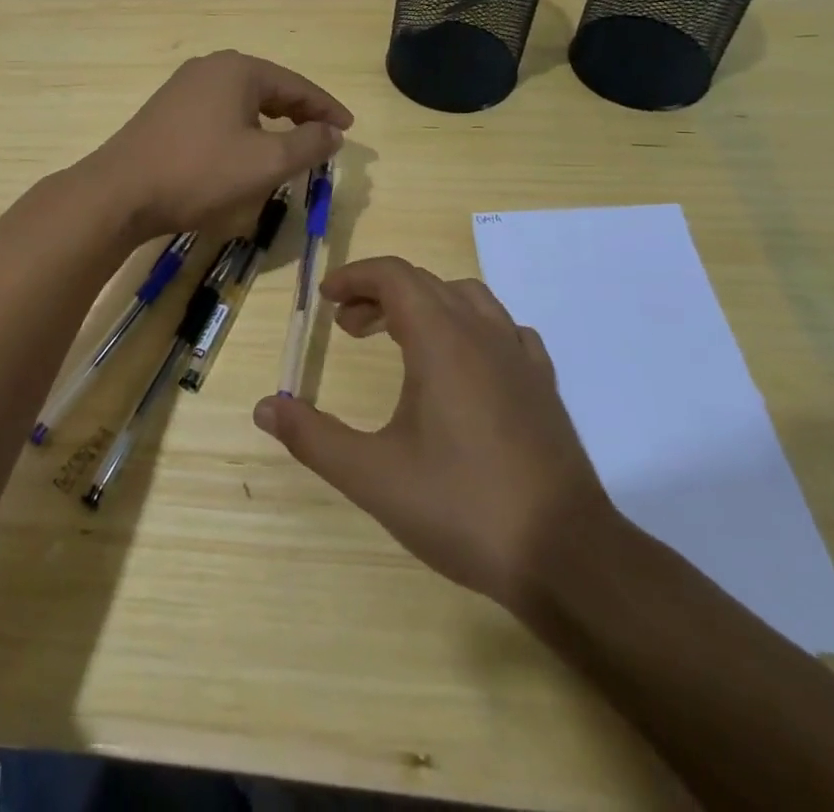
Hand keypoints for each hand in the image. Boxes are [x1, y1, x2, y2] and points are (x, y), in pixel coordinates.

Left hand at [87, 51, 351, 237]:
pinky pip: (219, 112)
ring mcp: (183, 87)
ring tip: (289, 145)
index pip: (297, 85)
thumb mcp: (266, 163)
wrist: (121, 192)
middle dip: (299, 113)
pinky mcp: (166, 110)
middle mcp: (210, 67)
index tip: (348, 129)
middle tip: (323, 137)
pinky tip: (244, 150)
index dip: (326, 108)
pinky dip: (242, 128)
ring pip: (242, 101)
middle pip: (269, 88)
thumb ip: (308, 144)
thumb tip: (333, 132)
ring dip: (270, 121)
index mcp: (239, 70)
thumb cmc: (200, 173)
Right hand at [253, 257, 618, 621]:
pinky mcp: (543, 385)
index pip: (394, 276)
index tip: (326, 299)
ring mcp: (520, 356)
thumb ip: (314, 438)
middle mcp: (482, 333)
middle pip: (424, 283)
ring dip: (424, 305)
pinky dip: (469, 327)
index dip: (355, 277)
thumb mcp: (373, 476)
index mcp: (441, 340)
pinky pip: (502, 329)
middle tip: (348, 328)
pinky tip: (462, 365)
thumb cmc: (463, 507)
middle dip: (379, 294)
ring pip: (466, 298)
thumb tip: (266, 408)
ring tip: (399, 340)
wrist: (567, 557)